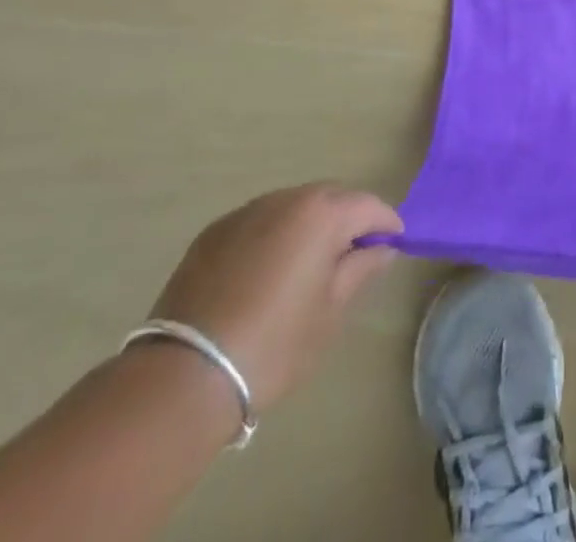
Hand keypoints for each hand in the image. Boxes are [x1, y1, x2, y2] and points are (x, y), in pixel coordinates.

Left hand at [147, 183, 401, 411]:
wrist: (184, 377)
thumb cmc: (274, 344)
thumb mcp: (330, 311)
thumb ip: (361, 269)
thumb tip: (382, 248)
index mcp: (322, 213)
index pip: (369, 206)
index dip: (386, 225)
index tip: (392, 246)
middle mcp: (286, 198)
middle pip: (331, 198)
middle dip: (347, 220)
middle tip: (352, 257)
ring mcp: (245, 213)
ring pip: (292, 208)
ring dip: (308, 226)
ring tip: (307, 265)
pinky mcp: (213, 233)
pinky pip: (258, 223)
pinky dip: (273, 237)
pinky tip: (265, 274)